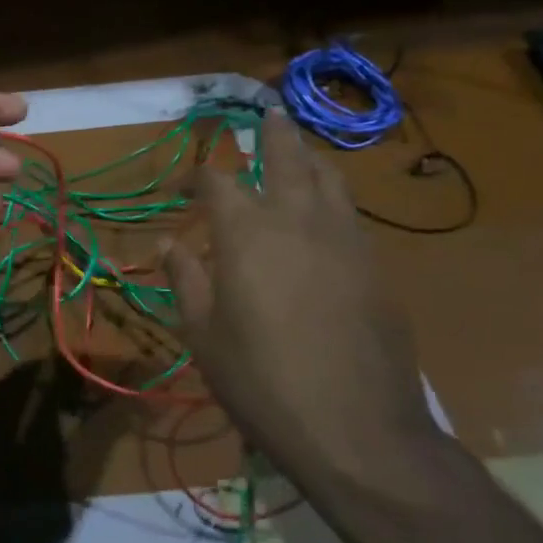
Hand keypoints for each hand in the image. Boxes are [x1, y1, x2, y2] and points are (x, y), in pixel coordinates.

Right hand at [164, 110, 439, 489]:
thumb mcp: (204, 335)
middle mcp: (297, 220)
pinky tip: (326, 214)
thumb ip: (184, 280)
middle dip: (272, 133)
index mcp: (246, 233)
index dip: (198, 175)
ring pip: (329, 179)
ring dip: (310, 158)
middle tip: (268, 112)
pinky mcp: (376, 266)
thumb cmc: (262, 382)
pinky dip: (333, 199)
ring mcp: (344, 240)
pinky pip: (350, 214)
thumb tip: (167, 243)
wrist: (357, 430)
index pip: (217, 182)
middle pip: (285, 157)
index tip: (185, 184)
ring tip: (301, 152)